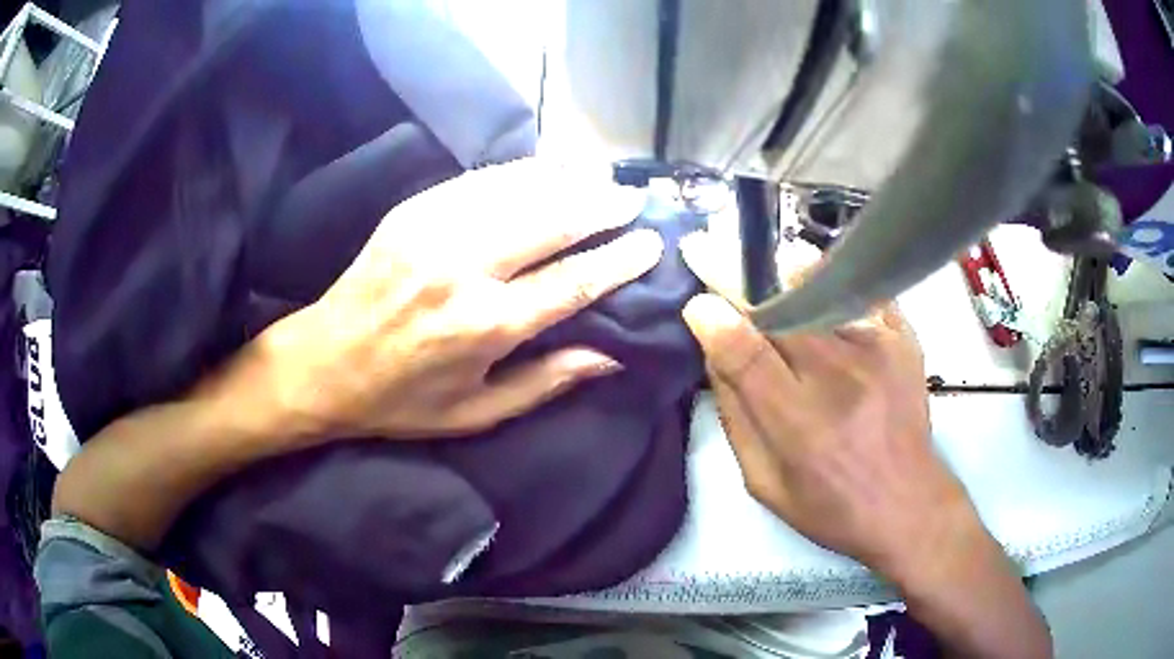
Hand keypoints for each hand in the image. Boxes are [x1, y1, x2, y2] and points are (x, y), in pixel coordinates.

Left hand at [265, 158, 661, 439]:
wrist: (324, 364)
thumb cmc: (402, 400)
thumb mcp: (477, 413)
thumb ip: (546, 382)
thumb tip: (612, 356)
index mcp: (486, 326)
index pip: (574, 281)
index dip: (619, 259)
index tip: (650, 242)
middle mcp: (465, 270)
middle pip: (553, 222)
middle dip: (602, 207)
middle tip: (634, 199)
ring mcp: (435, 232)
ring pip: (520, 191)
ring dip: (568, 181)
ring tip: (601, 178)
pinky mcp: (412, 211)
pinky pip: (480, 181)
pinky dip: (521, 173)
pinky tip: (546, 170)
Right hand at [678, 232, 977, 579]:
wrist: (907, 503)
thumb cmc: (831, 506)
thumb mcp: (765, 482)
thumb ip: (735, 418)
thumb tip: (714, 353)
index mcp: (801, 426)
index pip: (748, 353)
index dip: (715, 320)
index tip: (697, 303)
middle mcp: (841, 379)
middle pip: (780, 309)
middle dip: (739, 282)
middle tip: (713, 262)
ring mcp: (878, 351)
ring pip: (818, 288)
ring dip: (782, 279)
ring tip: (767, 279)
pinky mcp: (903, 339)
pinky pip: (857, 291)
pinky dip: (828, 282)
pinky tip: (816, 290)